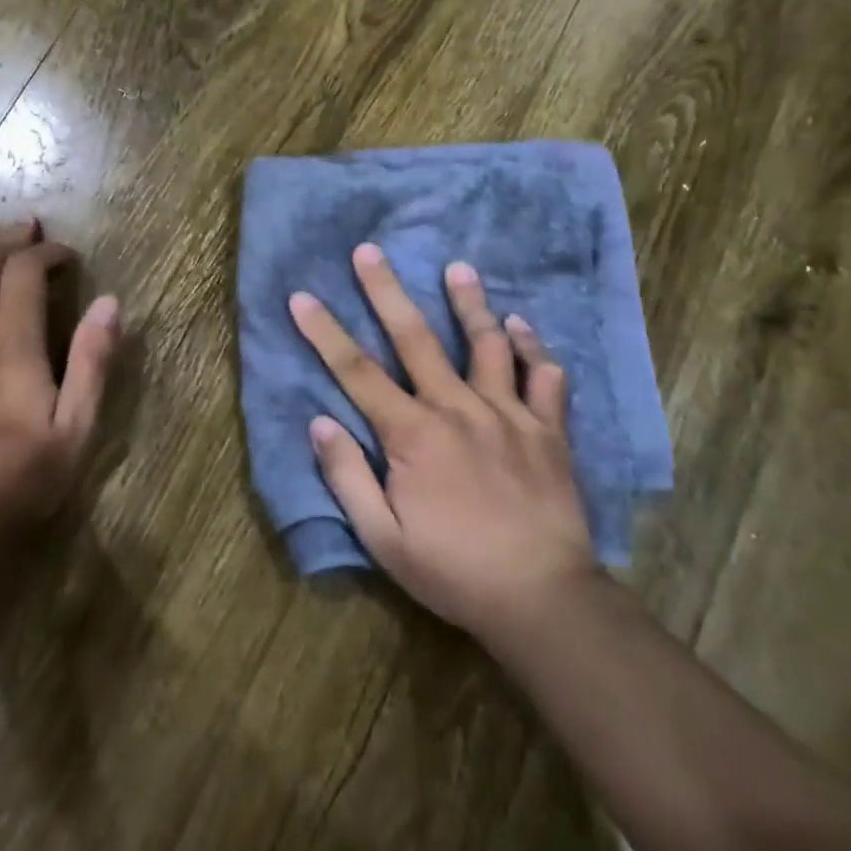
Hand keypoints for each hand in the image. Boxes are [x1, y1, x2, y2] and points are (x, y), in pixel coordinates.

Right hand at [289, 243, 595, 653]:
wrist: (543, 598)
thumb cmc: (452, 570)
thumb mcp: (382, 538)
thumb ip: (347, 476)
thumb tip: (320, 422)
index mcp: (412, 434)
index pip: (356, 371)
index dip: (324, 332)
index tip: (302, 296)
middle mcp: (458, 408)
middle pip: (416, 338)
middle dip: (386, 291)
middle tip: (370, 251)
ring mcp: (508, 414)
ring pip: (487, 344)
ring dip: (470, 303)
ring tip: (458, 268)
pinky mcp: (548, 430)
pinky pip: (544, 377)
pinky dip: (533, 347)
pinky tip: (522, 327)